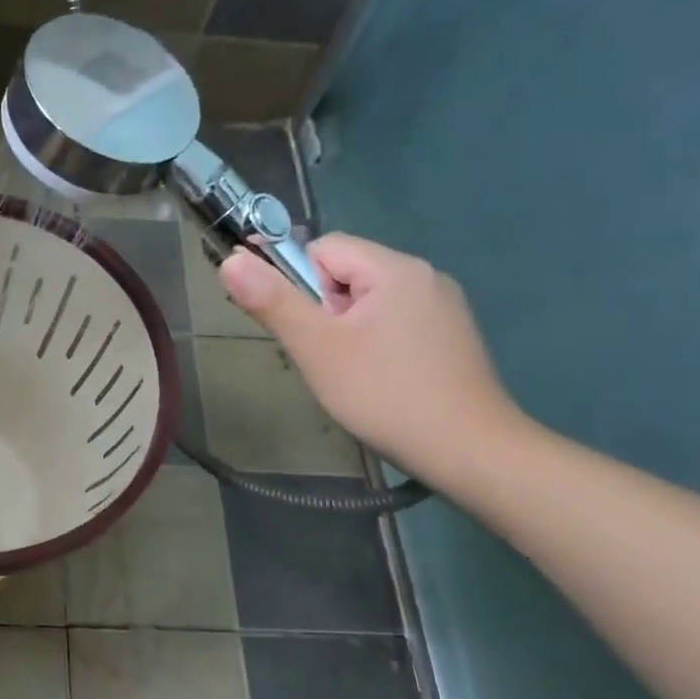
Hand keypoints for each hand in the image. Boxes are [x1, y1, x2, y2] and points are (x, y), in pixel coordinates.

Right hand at [219, 235, 522, 482]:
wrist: (469, 450)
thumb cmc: (384, 395)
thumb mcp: (316, 347)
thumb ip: (272, 301)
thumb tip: (230, 260)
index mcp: (394, 268)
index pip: (322, 248)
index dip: (297, 282)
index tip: (296, 326)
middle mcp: (424, 276)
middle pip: (346, 272)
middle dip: (320, 308)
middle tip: (320, 355)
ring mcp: (442, 306)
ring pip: (368, 300)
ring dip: (344, 327)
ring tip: (345, 371)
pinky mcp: (450, 336)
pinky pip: (393, 320)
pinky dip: (372, 341)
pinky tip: (375, 378)